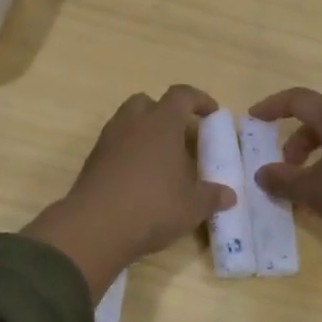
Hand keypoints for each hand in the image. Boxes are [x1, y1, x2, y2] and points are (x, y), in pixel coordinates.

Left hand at [24, 86, 233, 296]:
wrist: (96, 226)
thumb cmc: (153, 206)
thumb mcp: (192, 206)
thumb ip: (212, 196)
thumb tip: (229, 195)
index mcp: (161, 123)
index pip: (182, 95)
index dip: (199, 100)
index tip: (212, 113)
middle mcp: (133, 123)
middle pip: (148, 102)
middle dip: (165, 113)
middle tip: (180, 136)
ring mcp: (108, 140)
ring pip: (127, 122)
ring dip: (144, 133)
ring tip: (160, 160)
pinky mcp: (92, 160)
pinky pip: (114, 145)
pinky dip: (128, 153)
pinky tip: (139, 178)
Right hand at [250, 87, 321, 305]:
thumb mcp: (313, 192)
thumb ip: (284, 181)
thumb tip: (263, 174)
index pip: (298, 100)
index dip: (273, 106)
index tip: (254, 117)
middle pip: (320, 119)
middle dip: (297, 141)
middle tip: (286, 166)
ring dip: (319, 154)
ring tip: (311, 185)